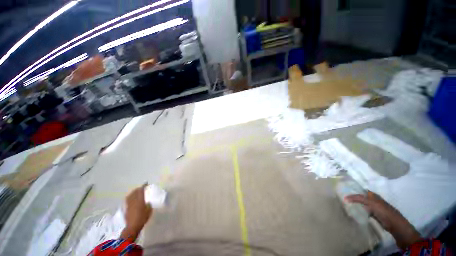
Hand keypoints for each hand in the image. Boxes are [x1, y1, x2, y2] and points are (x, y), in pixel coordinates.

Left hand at [120, 185, 152, 240]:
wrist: (132, 227)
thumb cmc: (142, 218)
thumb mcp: (149, 211)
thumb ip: (148, 205)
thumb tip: (147, 202)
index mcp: (140, 200)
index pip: (141, 191)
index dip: (143, 186)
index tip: (146, 183)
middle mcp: (134, 201)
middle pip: (135, 192)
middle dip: (138, 189)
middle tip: (141, 187)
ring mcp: (129, 204)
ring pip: (130, 195)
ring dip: (133, 192)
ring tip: (136, 191)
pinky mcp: (126, 208)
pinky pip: (128, 200)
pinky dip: (130, 197)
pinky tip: (131, 198)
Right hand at [345, 191, 421, 249]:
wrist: (394, 224)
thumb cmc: (384, 211)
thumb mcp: (371, 203)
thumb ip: (359, 199)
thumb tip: (345, 197)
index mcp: (372, 195)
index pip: (360, 190)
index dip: (352, 190)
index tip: (342, 190)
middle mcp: (372, 199)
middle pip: (360, 197)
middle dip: (352, 197)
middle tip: (342, 197)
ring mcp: (373, 207)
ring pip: (361, 204)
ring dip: (355, 204)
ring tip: (345, 204)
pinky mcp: (373, 214)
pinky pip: (363, 211)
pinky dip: (358, 211)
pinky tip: (353, 212)